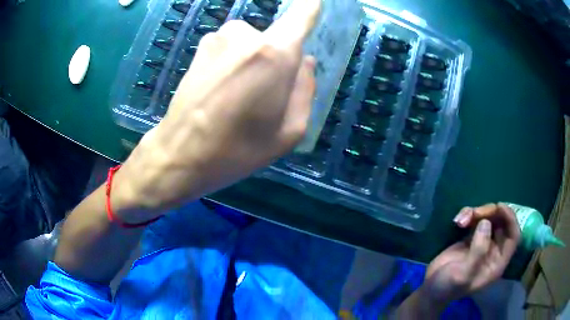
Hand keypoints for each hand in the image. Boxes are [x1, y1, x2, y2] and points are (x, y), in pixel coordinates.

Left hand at [112, 0, 320, 222]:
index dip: (310, 6)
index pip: (302, 14)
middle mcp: (245, 35)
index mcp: (274, 53)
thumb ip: (306, 90)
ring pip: (251, 43)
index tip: (315, 2)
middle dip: (277, 61)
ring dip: (252, 63)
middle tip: (263, 97)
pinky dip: (232, 64)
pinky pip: (230, 48)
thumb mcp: (289, 132)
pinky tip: (219, 92)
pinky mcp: (200, 47)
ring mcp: (217, 38)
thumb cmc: (238, 150)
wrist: (180, 155)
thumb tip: (306, 62)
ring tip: (238, 98)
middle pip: (276, 37)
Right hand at [421, 203, 520, 307]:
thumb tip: (486, 223)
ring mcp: (483, 243)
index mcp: (497, 263)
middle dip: (491, 213)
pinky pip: (476, 219)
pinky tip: (458, 221)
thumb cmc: (448, 287)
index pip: (514, 237)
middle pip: (502, 223)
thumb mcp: (463, 275)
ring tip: (462, 219)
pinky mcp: (472, 237)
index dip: (511, 220)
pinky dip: (468, 215)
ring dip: (478, 213)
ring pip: (490, 218)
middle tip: (476, 213)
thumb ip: (478, 251)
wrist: (430, 289)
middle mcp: (494, 251)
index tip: (499, 207)